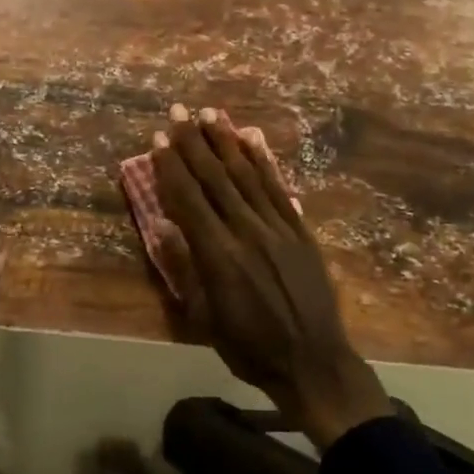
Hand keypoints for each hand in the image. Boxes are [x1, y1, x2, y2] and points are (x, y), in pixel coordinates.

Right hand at [149, 106, 392, 448]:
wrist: (314, 362)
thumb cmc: (249, 346)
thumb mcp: (204, 317)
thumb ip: (184, 267)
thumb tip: (163, 226)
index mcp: (218, 254)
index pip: (188, 198)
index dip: (171, 166)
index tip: (159, 138)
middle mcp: (246, 230)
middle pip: (214, 177)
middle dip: (193, 142)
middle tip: (178, 111)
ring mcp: (277, 227)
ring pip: (245, 174)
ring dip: (225, 142)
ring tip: (210, 115)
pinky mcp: (300, 230)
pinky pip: (277, 187)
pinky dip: (261, 162)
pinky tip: (249, 142)